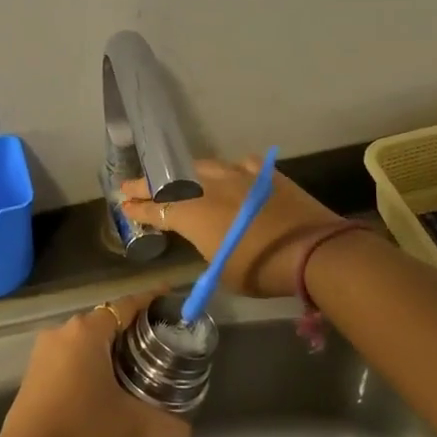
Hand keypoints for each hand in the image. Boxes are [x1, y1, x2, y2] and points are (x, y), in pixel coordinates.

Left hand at [0, 292, 192, 436]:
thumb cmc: (82, 427)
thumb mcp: (132, 426)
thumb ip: (167, 426)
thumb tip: (187, 432)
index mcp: (87, 332)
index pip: (125, 305)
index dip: (148, 299)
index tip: (168, 295)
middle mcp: (64, 331)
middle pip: (104, 320)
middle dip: (130, 327)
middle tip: (156, 341)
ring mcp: (44, 350)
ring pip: (85, 339)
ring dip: (107, 347)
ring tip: (133, 365)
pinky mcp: (34, 371)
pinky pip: (69, 355)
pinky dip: (88, 362)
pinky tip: (102, 385)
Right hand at [121, 157, 343, 296]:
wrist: (313, 250)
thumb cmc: (261, 270)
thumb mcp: (222, 270)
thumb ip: (207, 247)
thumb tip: (208, 238)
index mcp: (192, 214)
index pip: (155, 209)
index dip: (138, 208)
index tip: (124, 205)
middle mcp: (208, 188)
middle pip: (170, 182)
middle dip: (148, 184)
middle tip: (131, 185)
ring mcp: (237, 175)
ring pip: (202, 168)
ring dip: (186, 175)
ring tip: (179, 178)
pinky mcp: (264, 173)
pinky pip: (240, 166)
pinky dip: (231, 172)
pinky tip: (233, 175)